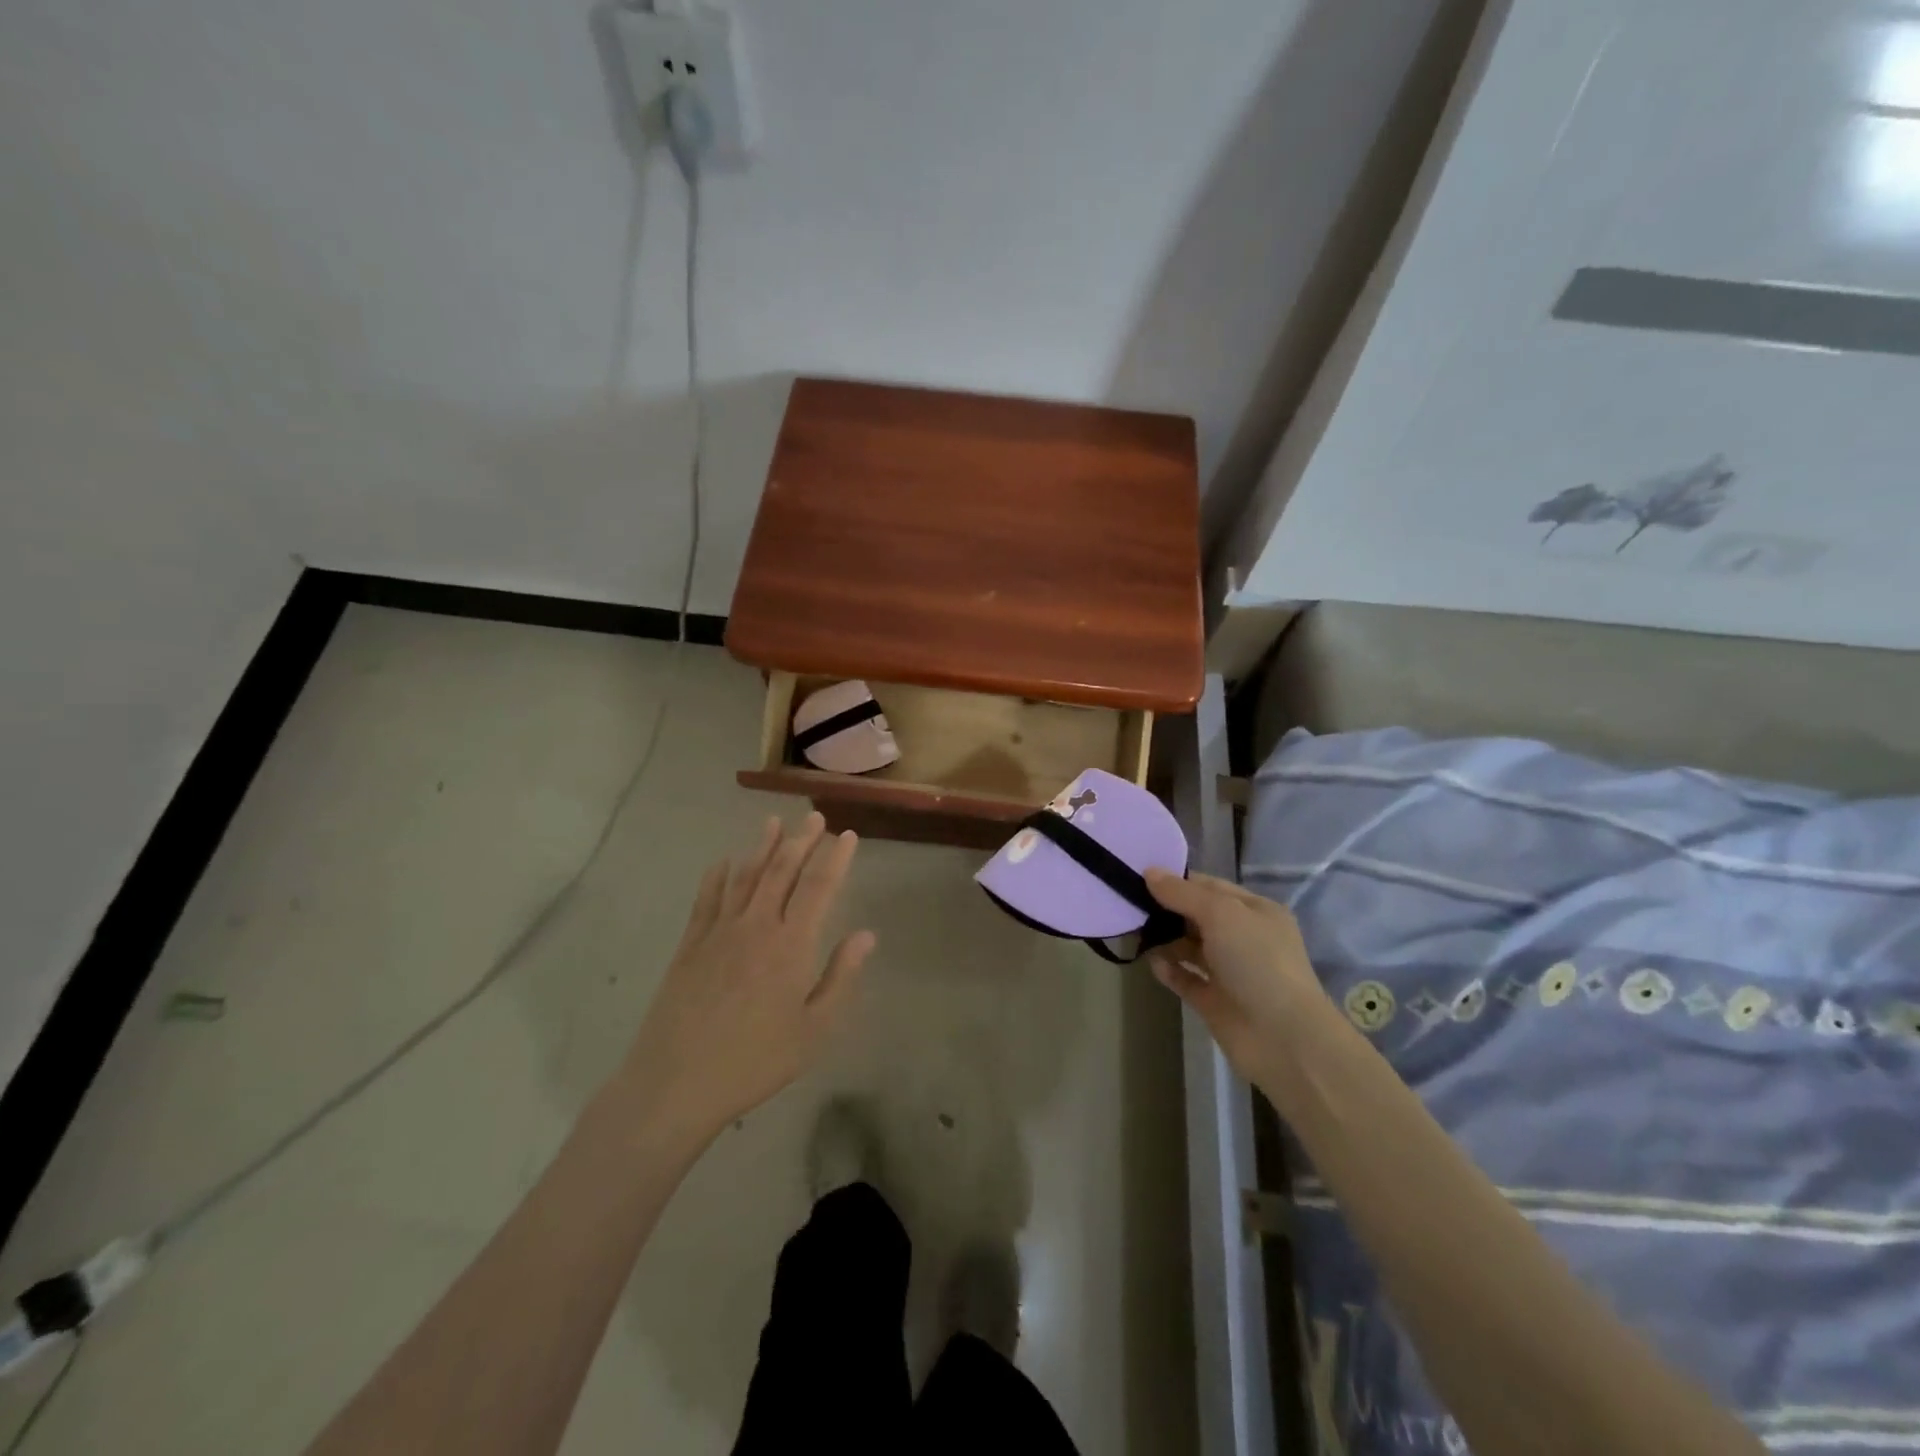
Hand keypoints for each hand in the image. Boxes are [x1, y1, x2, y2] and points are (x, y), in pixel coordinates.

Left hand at [615, 813, 876, 1142]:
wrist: (676, 1083)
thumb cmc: (756, 1061)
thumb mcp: (814, 1030)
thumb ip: (840, 977)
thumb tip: (866, 935)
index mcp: (791, 944)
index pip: (819, 886)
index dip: (836, 857)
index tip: (847, 835)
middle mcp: (756, 926)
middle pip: (781, 870)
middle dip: (801, 840)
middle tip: (814, 817)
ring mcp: (718, 932)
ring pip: (745, 876)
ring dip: (761, 846)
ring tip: (773, 822)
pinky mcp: (689, 945)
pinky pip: (706, 899)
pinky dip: (717, 876)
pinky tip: (723, 862)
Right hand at [1144, 869, 1329, 1085]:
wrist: (1283, 1038)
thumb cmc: (1257, 961)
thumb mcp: (1221, 914)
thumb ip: (1183, 893)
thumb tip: (1149, 872)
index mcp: (1255, 911)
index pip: (1210, 887)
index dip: (1178, 881)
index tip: (1140, 876)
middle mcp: (1244, 938)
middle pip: (1197, 917)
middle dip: (1167, 910)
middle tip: (1130, 904)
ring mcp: (1230, 972)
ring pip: (1190, 948)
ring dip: (1165, 940)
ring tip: (1135, 933)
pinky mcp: (1215, 1002)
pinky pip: (1186, 979)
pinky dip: (1169, 970)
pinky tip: (1152, 963)